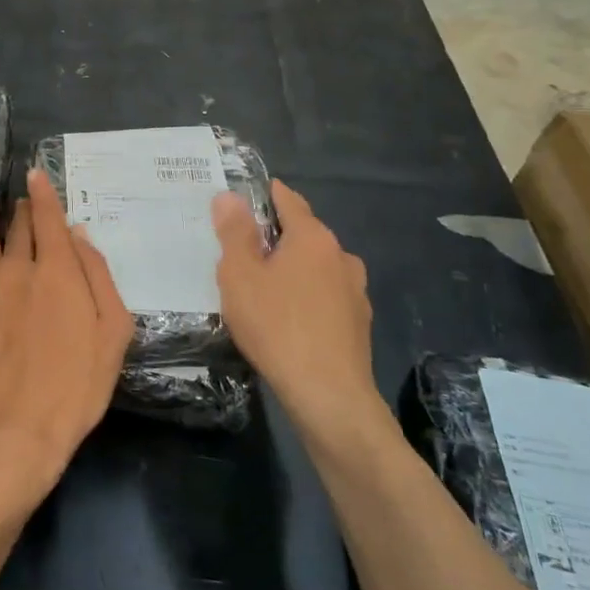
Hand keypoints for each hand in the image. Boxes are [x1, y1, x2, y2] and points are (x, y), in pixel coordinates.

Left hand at [0, 161, 133, 494]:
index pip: (50, 217)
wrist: (18, 429)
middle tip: (22, 184)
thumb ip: (98, 275)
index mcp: (59, 271)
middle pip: (20, 220)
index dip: (45, 191)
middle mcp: (19, 266)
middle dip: (23, 200)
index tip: (38, 170)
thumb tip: (78, 234)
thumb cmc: (76, 384)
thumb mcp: (113, 332)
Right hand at [212, 180, 376, 430]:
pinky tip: (292, 317)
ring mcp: (356, 290)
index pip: (289, 200)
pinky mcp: (360, 322)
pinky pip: (328, 295)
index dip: (268, 194)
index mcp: (312, 237)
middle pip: (305, 233)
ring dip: (296, 268)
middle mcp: (340, 255)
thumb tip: (229, 196)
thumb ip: (235, 233)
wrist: (329, 395)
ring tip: (268, 285)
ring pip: (319, 266)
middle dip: (278, 235)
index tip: (249, 195)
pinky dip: (309, 295)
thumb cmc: (277, 326)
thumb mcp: (240, 276)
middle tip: (246, 247)